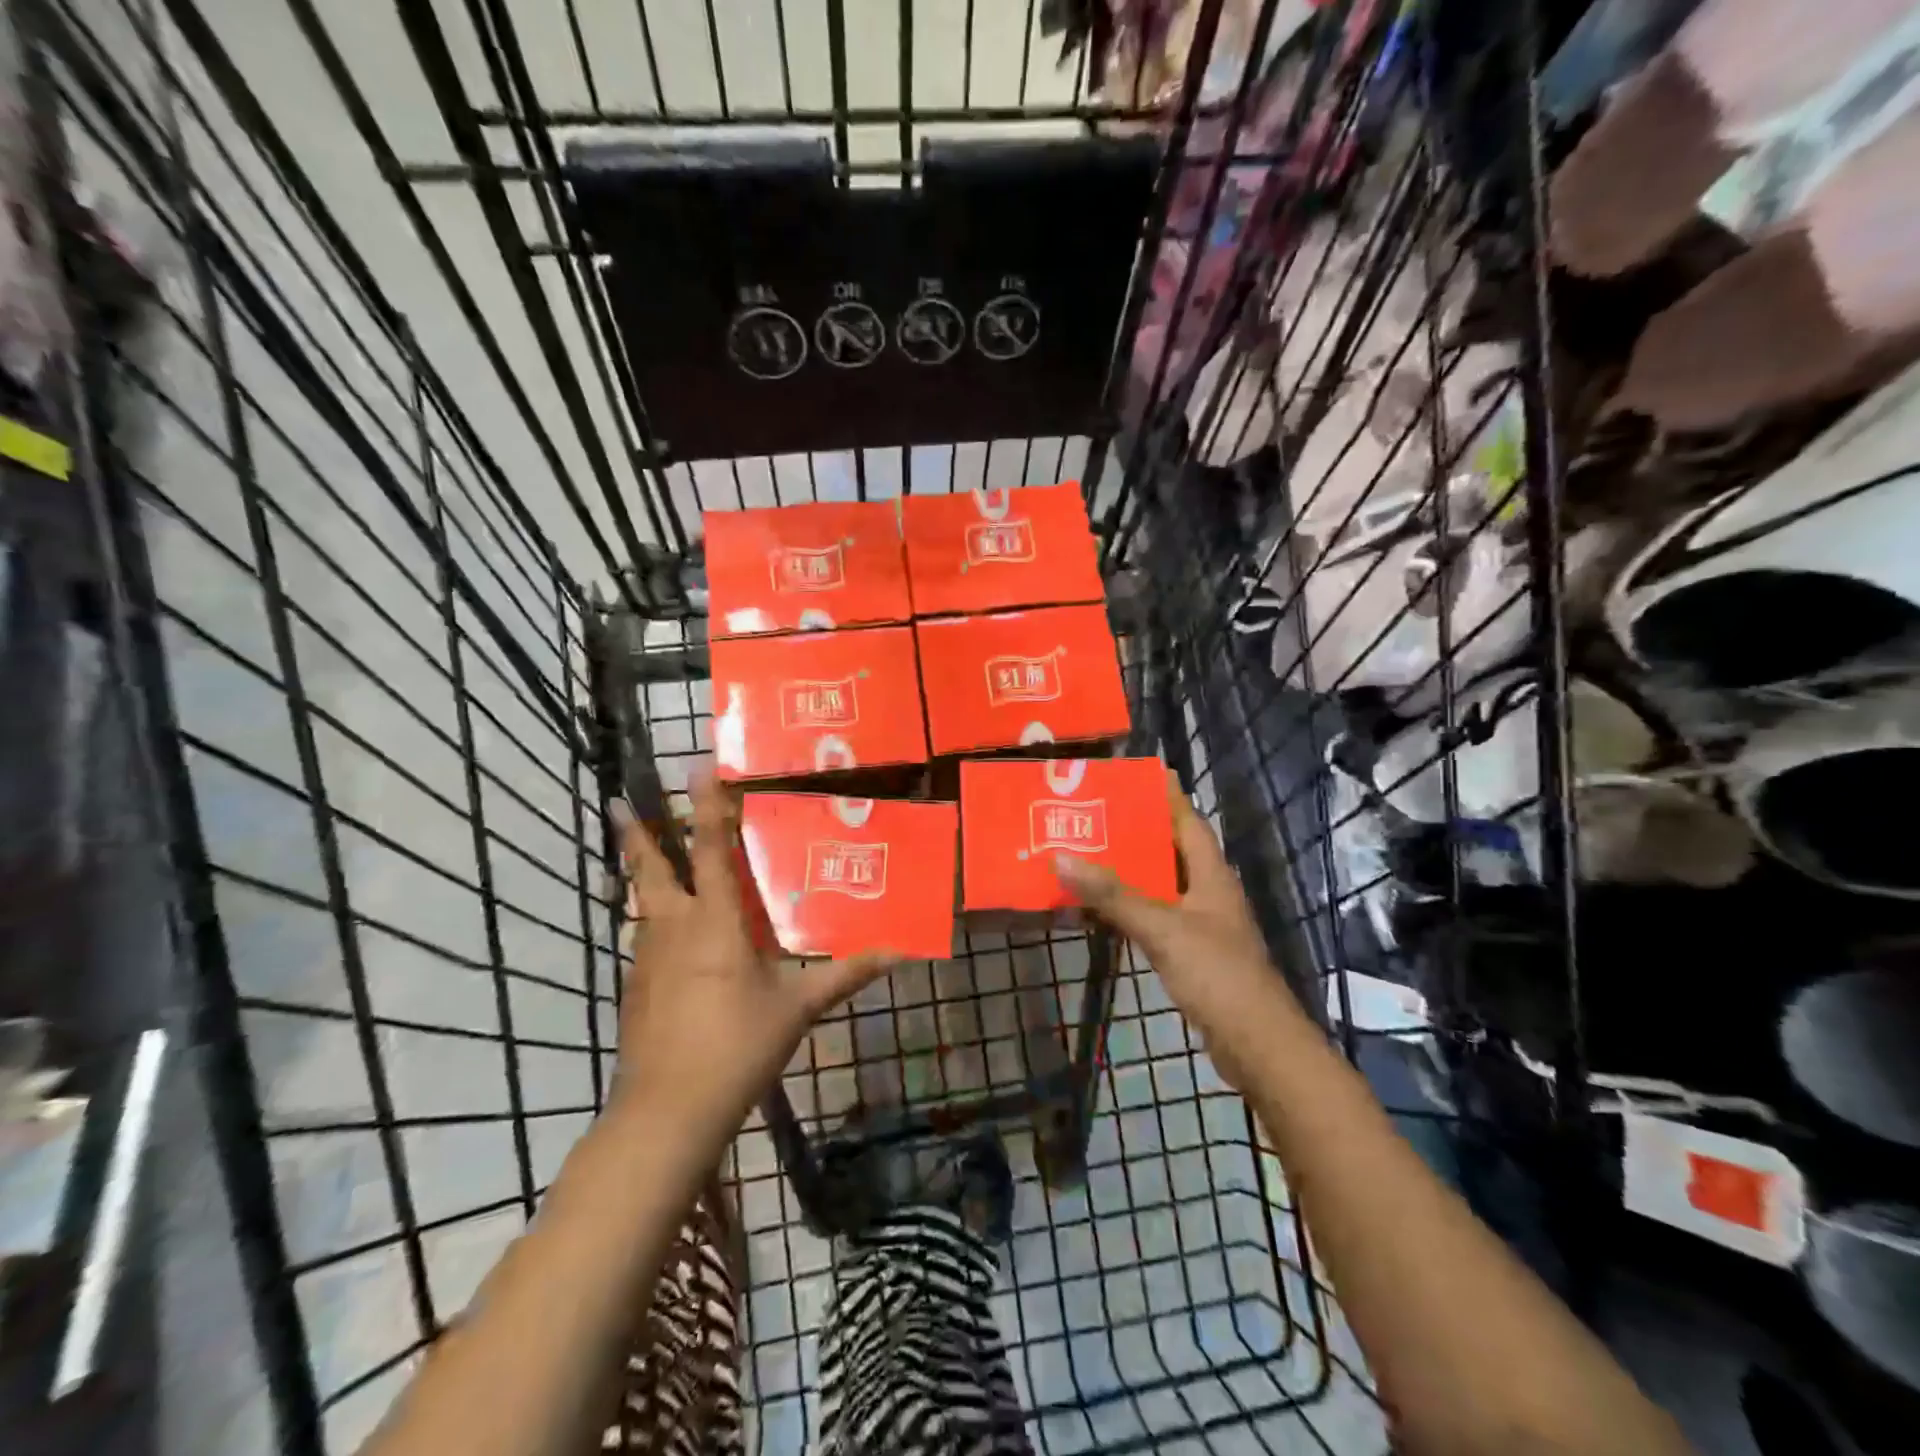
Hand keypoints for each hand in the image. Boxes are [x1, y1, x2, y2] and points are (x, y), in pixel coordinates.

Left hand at [609, 774, 894, 1142]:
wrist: (668, 1112)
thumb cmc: (737, 1046)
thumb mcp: (799, 1006)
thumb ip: (847, 974)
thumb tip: (901, 953)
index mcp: (715, 921)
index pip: (709, 848)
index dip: (703, 804)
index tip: (694, 766)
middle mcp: (674, 927)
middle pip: (649, 867)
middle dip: (634, 832)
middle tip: (617, 799)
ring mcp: (647, 958)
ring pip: (640, 901)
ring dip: (639, 871)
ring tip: (638, 850)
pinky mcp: (635, 987)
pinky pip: (642, 937)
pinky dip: (648, 919)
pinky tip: (660, 931)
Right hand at [1053, 774, 1286, 1088]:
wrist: (1256, 1045)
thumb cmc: (1217, 975)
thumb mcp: (1162, 928)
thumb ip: (1113, 895)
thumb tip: (1061, 857)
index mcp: (1210, 875)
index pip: (1188, 822)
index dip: (1167, 796)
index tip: (1139, 772)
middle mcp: (1207, 893)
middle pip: (1170, 850)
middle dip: (1135, 831)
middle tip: (1093, 813)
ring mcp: (1201, 925)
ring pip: (1159, 886)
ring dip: (1128, 872)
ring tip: (1086, 853)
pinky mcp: (1191, 954)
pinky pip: (1153, 918)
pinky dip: (1128, 909)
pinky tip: (1099, 910)